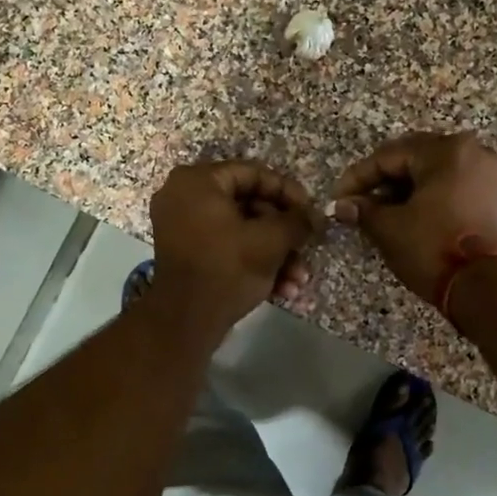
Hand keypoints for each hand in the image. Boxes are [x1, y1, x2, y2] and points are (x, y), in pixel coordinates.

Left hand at [149, 161, 316, 333]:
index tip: (311, 212)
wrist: (185, 322)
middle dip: (283, 233)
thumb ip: (297, 221)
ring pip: (241, 230)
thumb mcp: (270, 241)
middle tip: (307, 248)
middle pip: (248, 205)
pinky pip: (226, 247)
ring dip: (274, 254)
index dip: (288, 192)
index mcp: (198, 181)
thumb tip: (314, 217)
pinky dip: (253, 263)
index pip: (253, 173)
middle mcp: (184, 196)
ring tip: (298, 279)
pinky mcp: (187, 254)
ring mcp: (182, 226)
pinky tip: (282, 289)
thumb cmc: (227, 268)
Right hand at [332, 132, 496, 302]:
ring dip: (410, 191)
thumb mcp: (390, 229)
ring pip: (440, 174)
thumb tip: (342, 205)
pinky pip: (460, 189)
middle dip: (385, 181)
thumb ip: (363, 211)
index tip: (339, 199)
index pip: (388, 156)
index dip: (358, 178)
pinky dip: (436, 199)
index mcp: (445, 150)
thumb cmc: (434, 248)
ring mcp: (493, 175)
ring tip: (387, 214)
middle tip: (361, 204)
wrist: (490, 286)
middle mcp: (474, 152)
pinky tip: (418, 220)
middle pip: (417, 159)